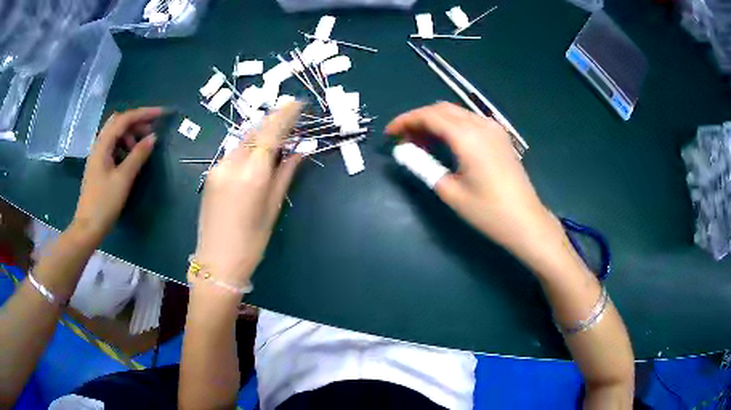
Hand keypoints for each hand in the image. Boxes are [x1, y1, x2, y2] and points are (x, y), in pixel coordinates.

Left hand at [73, 107, 160, 242]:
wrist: (88, 227)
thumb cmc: (104, 203)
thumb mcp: (123, 179)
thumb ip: (138, 155)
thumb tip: (153, 137)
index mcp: (102, 145)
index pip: (124, 119)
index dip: (143, 113)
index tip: (161, 114)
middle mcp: (98, 145)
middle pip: (118, 123)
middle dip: (136, 122)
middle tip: (151, 131)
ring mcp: (97, 156)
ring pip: (115, 135)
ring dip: (130, 134)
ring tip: (142, 147)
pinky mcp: (99, 166)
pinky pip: (113, 147)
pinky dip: (124, 146)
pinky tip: (130, 158)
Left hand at [194, 102, 302, 288]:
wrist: (217, 261)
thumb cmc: (252, 240)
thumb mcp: (273, 207)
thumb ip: (285, 173)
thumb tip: (300, 150)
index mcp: (253, 174)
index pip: (270, 133)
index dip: (285, 115)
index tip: (298, 103)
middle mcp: (232, 164)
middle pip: (255, 131)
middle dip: (273, 121)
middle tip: (290, 118)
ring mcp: (218, 167)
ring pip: (242, 140)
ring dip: (260, 134)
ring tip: (275, 137)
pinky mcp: (211, 174)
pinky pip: (232, 152)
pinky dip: (247, 147)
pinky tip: (256, 154)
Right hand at [385, 102, 563, 262]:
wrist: (526, 222)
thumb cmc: (488, 211)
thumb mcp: (450, 191)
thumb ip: (423, 166)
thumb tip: (403, 151)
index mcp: (467, 136)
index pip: (428, 116)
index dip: (405, 121)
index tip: (389, 134)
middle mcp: (481, 124)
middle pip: (442, 109)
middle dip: (419, 120)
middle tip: (404, 141)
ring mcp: (494, 129)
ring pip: (456, 113)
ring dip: (435, 123)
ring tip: (421, 144)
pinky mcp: (500, 137)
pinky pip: (470, 122)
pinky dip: (452, 127)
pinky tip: (446, 144)